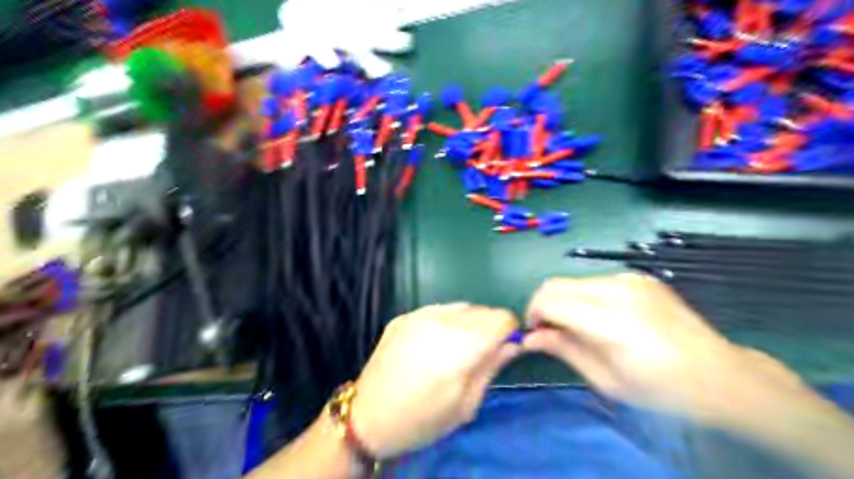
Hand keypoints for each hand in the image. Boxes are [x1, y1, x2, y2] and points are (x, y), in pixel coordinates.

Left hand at [349, 304, 520, 458]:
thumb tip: (513, 344)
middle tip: (478, 353)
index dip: (509, 331)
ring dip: (467, 322)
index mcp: (462, 345)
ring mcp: (419, 315)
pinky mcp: (402, 316)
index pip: (502, 318)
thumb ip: (492, 367)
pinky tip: (432, 344)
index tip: (505, 347)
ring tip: (454, 347)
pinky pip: (436, 310)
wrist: (367, 417)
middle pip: (482, 310)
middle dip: (488, 328)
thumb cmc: (422, 420)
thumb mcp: (466, 404)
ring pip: (460, 307)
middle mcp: (442, 321)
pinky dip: (444, 321)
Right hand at [524, 274, 805, 422]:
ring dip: (564, 300)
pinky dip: (584, 296)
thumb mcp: (607, 380)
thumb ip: (564, 351)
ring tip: (577, 326)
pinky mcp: (638, 277)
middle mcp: (616, 290)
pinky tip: (601, 317)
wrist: (720, 376)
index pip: (548, 300)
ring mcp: (629, 279)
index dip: (532, 315)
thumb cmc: (661, 390)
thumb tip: (529, 338)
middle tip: (550, 331)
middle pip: (555, 284)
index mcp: (609, 320)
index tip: (535, 334)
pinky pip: (595, 281)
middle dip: (543, 305)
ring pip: (572, 281)